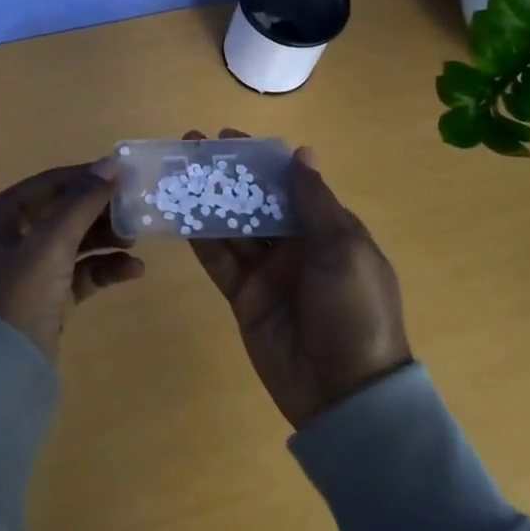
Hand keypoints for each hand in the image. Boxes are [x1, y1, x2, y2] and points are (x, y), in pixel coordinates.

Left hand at [0, 157, 146, 361]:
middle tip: (135, 209)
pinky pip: (76, 274)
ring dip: (104, 240)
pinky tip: (133, 270)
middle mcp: (3, 238)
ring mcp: (22, 271)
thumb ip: (83, 202)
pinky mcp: (42, 299)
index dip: (85, 178)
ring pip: (70, 243)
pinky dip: (101, 269)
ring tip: (136, 240)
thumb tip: (111, 164)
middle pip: (60, 213)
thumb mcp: (51, 243)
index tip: (123, 174)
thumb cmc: (17, 295)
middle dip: (98, 212)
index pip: (46, 184)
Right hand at [184, 130, 411, 429]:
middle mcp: (295, 245)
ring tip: (174, 172)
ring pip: (231, 226)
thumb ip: (315, 201)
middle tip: (189, 148)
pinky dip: (199, 237)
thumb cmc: (354, 310)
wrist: (345, 393)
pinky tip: (176, 213)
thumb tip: (301, 153)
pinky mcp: (244, 296)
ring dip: (205, 199)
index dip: (258, 159)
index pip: (287, 183)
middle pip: (253, 200)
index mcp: (327, 230)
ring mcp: (267, 271)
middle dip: (224, 174)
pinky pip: (218, 260)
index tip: (226, 137)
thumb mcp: (343, 249)